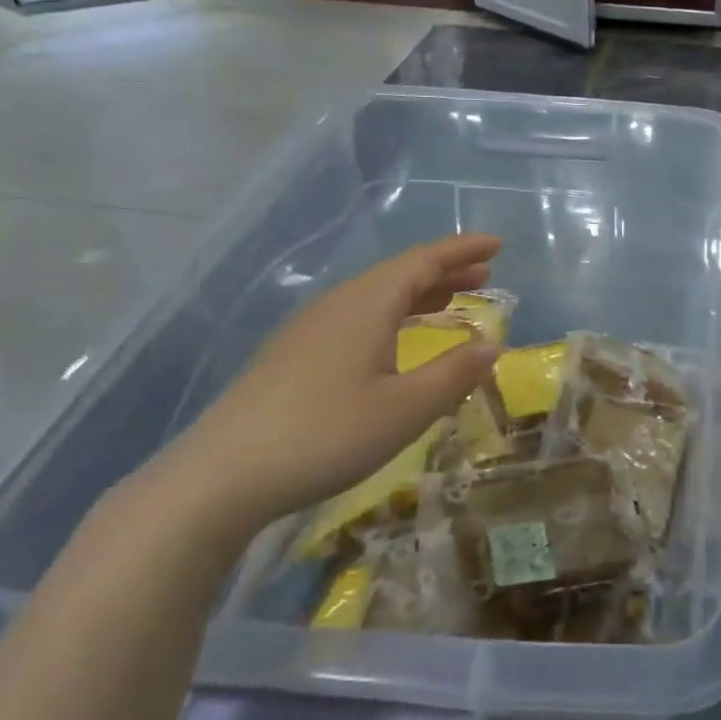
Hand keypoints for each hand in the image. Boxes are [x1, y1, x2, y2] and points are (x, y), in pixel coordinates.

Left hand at [154, 234, 502, 544]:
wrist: (222, 476)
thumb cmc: (326, 435)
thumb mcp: (405, 409)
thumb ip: (454, 374)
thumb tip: (492, 345)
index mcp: (366, 304)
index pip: (423, 261)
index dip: (463, 250)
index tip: (498, 244)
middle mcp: (337, 304)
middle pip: (399, 274)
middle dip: (445, 271)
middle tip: (485, 275)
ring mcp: (310, 329)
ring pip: (376, 296)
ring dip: (419, 294)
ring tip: (453, 302)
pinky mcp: (293, 355)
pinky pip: (357, 317)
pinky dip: (393, 316)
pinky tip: (397, 342)